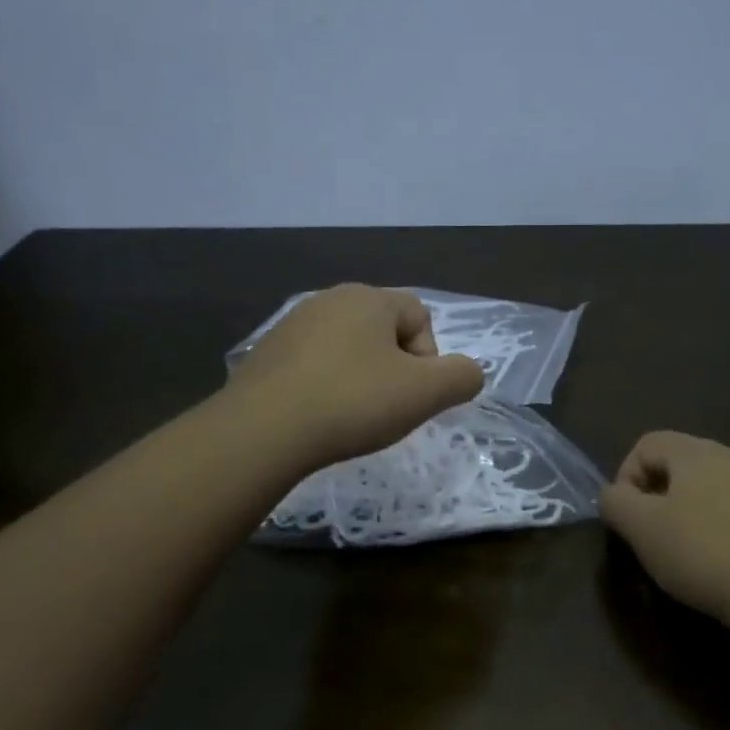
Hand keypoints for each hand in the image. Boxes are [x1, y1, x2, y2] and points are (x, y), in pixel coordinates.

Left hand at [226, 285, 485, 468]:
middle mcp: (329, 300)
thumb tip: (467, 373)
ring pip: (347, 349)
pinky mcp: (265, 355)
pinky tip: (318, 417)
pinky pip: (313, 366)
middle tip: (387, 408)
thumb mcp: (425, 393)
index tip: (413, 394)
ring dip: (360, 379)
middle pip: (383, 331)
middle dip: (394, 369)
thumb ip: (461, 377)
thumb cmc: (352, 402)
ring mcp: (291, 325)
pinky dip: (325, 387)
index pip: (420, 315)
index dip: (428, 357)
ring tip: (351, 416)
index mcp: (369, 298)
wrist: (262, 431)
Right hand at [600, 431, 729, 649]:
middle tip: (653, 532)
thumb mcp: (640, 528)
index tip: (627, 516)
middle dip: (659, 490)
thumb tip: (614, 494)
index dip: (626, 476)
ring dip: (696, 502)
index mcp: (695, 452)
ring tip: (691, 541)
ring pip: (717, 480)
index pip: (646, 444)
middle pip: (681, 460)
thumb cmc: (701, 553)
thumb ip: (615, 502)